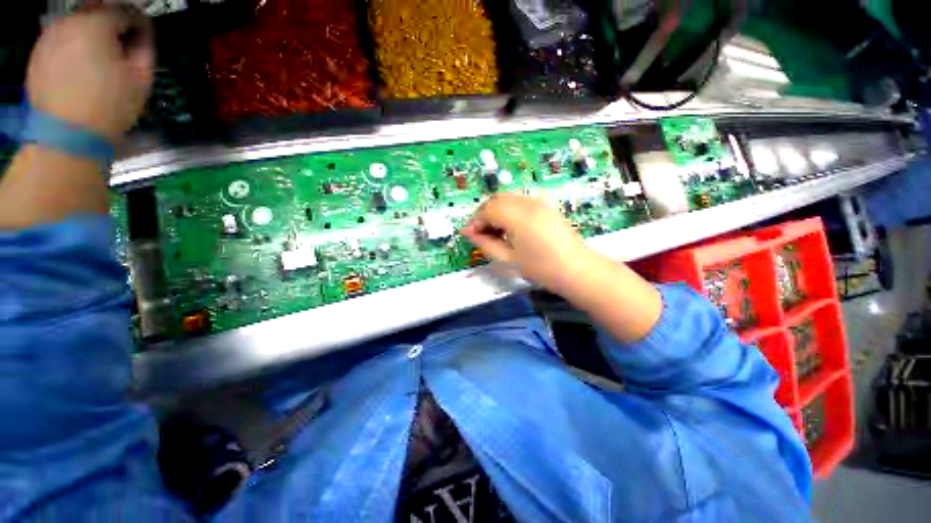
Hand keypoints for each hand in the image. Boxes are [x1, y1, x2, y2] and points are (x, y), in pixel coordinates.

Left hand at [26, 5, 153, 142]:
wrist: (68, 136)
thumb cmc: (110, 106)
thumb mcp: (140, 78)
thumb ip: (145, 49)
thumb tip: (144, 36)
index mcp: (96, 24)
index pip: (125, 12)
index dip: (139, 23)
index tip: (146, 35)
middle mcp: (69, 23)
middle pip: (97, 13)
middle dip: (113, 26)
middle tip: (124, 44)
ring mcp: (49, 37)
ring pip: (78, 26)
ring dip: (92, 35)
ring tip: (102, 57)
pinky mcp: (39, 54)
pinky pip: (63, 41)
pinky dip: (75, 46)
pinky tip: (82, 66)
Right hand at [461, 194, 602, 294]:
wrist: (576, 269)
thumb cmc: (540, 269)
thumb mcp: (507, 259)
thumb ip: (485, 243)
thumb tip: (468, 232)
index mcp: (517, 217)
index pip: (487, 209)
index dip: (475, 221)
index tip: (469, 235)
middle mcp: (527, 203)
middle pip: (496, 199)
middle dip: (483, 214)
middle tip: (480, 233)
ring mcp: (538, 202)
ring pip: (507, 198)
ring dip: (495, 211)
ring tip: (494, 231)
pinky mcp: (545, 205)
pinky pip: (519, 201)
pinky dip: (508, 210)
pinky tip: (510, 227)